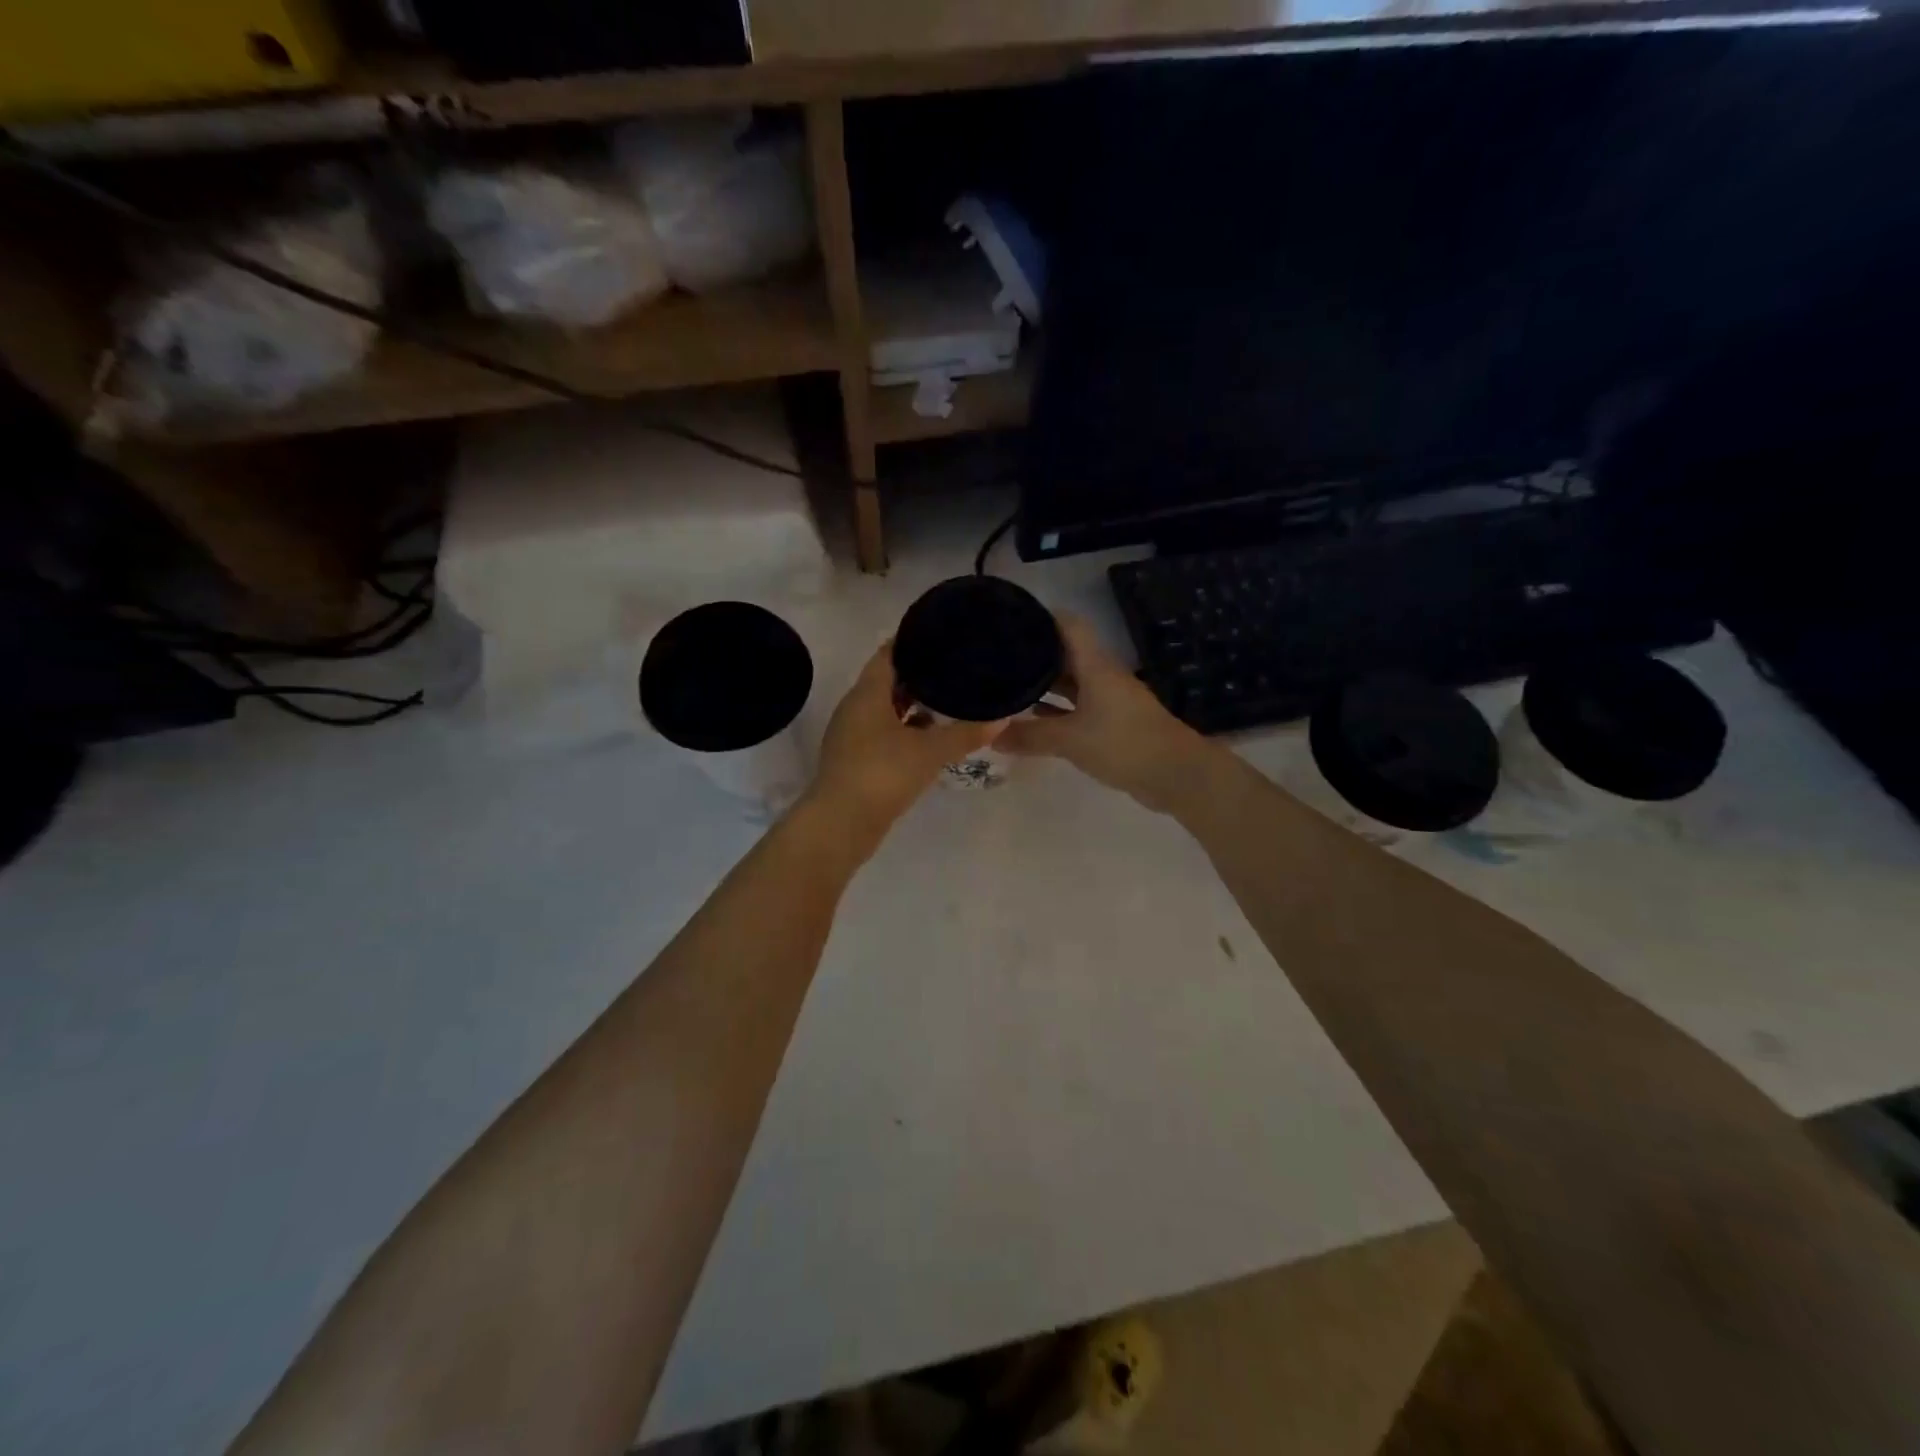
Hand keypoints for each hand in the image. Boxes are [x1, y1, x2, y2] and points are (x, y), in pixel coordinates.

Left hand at [802, 643, 1005, 847]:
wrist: (841, 825)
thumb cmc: (883, 774)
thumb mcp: (930, 752)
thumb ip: (966, 734)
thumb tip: (1002, 717)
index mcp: (867, 694)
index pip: (888, 654)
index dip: (912, 641)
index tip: (940, 635)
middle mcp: (855, 708)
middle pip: (887, 681)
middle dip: (917, 674)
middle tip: (953, 666)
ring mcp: (851, 736)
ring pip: (885, 709)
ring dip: (911, 705)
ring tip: (947, 700)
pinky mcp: (855, 760)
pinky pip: (883, 733)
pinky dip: (905, 730)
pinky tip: (929, 739)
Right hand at [998, 614, 1210, 812]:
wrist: (1177, 775)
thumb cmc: (1123, 744)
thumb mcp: (1070, 740)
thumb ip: (1030, 736)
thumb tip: (990, 737)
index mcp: (1095, 666)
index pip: (1068, 625)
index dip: (1042, 617)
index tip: (1011, 619)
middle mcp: (1102, 676)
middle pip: (1067, 653)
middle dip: (1036, 652)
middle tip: (999, 656)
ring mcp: (1110, 700)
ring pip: (1072, 682)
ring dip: (1046, 683)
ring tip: (1009, 684)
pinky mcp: (1114, 724)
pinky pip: (1079, 708)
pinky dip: (1058, 710)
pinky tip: (1035, 717)